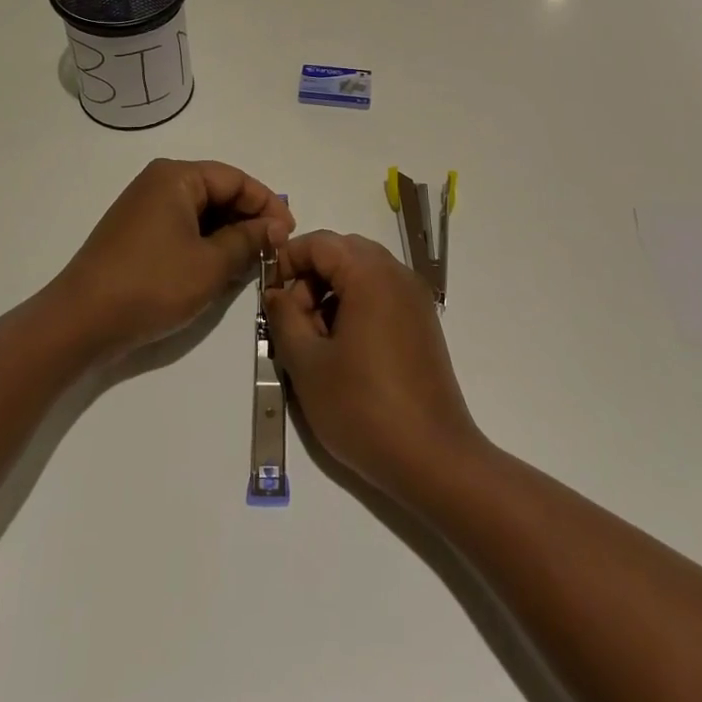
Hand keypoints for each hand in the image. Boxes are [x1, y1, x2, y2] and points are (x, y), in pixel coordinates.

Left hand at [55, 159, 294, 363]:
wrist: (80, 322)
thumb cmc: (152, 284)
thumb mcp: (211, 264)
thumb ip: (249, 240)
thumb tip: (276, 227)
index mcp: (176, 176)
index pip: (236, 179)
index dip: (267, 205)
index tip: (289, 234)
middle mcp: (159, 182)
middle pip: (218, 191)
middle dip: (249, 219)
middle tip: (276, 249)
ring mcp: (144, 208)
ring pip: (201, 212)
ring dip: (229, 234)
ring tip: (254, 261)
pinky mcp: (136, 233)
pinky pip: (182, 228)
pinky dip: (206, 243)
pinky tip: (222, 267)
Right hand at [265, 231, 484, 501]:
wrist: (433, 458)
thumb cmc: (363, 407)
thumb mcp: (308, 364)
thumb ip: (284, 318)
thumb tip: (276, 292)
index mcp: (371, 275)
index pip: (321, 243)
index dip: (288, 259)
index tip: (267, 292)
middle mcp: (397, 275)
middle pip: (344, 253)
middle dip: (310, 276)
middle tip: (290, 317)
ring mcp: (415, 299)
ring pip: (363, 274)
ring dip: (331, 292)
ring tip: (312, 339)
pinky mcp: (422, 323)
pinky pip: (381, 295)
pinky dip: (355, 306)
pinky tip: (342, 349)